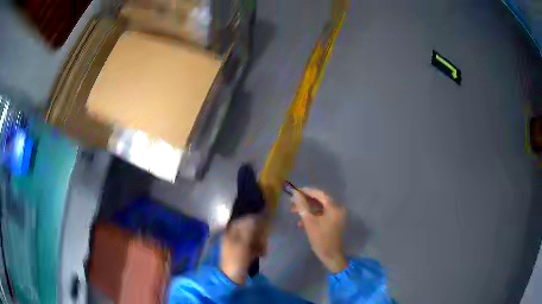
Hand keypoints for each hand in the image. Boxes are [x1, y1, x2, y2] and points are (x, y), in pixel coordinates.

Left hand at [220, 216, 266, 283]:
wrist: (232, 276)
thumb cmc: (236, 258)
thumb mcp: (242, 242)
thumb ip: (249, 229)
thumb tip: (255, 216)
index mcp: (230, 233)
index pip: (242, 221)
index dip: (253, 219)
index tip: (264, 222)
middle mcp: (234, 237)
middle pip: (249, 229)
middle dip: (258, 234)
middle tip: (263, 241)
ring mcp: (239, 246)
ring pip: (253, 238)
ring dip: (260, 243)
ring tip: (263, 250)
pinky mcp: (244, 253)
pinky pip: (253, 247)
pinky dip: (258, 249)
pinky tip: (261, 254)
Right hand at [291, 188, 347, 272]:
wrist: (331, 255)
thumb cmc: (320, 239)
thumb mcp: (309, 222)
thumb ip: (302, 206)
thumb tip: (295, 194)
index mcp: (334, 208)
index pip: (320, 194)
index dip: (307, 191)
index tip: (295, 191)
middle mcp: (337, 209)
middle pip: (320, 200)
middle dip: (305, 201)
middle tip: (292, 202)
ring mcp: (336, 216)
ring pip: (319, 208)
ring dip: (307, 209)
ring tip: (293, 212)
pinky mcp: (333, 222)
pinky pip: (321, 215)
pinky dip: (312, 216)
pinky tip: (301, 222)